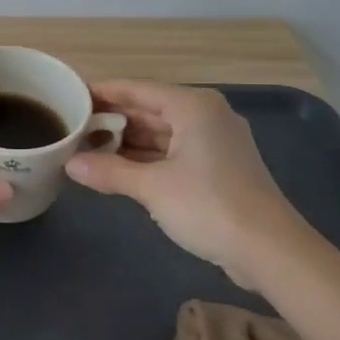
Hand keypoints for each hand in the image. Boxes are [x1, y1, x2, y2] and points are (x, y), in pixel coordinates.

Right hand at [66, 80, 308, 288]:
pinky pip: (173, 153)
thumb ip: (109, 171)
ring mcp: (214, 143)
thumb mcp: (152, 187)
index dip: (103, 93)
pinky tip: (118, 169)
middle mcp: (205, 116)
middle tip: (73, 127)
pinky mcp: (218, 169)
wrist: (269, 250)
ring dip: (127, 142)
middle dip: (113, 121)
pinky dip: (147, 159)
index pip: (138, 89)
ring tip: (88, 149)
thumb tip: (70, 164)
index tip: (71, 96)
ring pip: (161, 133)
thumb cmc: (208, 205)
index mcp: (193, 107)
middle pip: (149, 110)